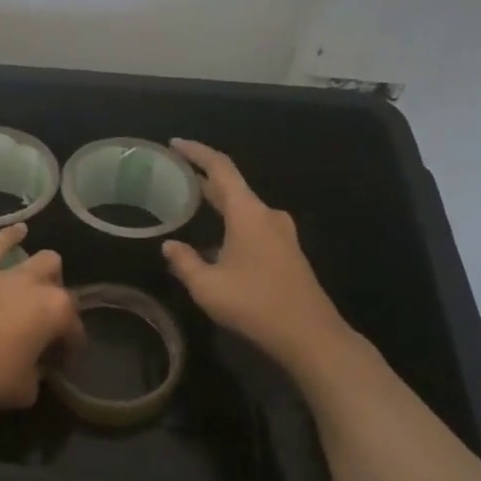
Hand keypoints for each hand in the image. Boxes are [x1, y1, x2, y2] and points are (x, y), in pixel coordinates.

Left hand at [0, 224, 85, 414]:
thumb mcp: (26, 389)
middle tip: (46, 328)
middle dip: (59, 305)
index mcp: (55, 313)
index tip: (61, 366)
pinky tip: (19, 230)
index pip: (73, 329)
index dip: (71, 348)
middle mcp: (34, 286)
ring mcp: (2, 275)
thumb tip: (34, 366)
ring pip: (38, 262)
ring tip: (41, 285)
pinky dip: (8, 238)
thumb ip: (37, 374)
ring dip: (44, 274)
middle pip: (60, 288)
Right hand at [162, 139, 353, 373]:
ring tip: (189, 204)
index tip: (174, 144)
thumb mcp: (207, 286)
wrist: (311, 336)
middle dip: (202, 178)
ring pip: (242, 208)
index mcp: (248, 213)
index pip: (220, 168)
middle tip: (173, 175)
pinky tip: (214, 240)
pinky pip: (252, 225)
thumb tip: (169, 245)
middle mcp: (267, 215)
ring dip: (217, 203)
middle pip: (232, 186)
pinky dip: (230, 222)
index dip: (196, 152)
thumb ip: (184, 261)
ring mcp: (281, 234)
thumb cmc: (255, 305)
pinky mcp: (287, 252)